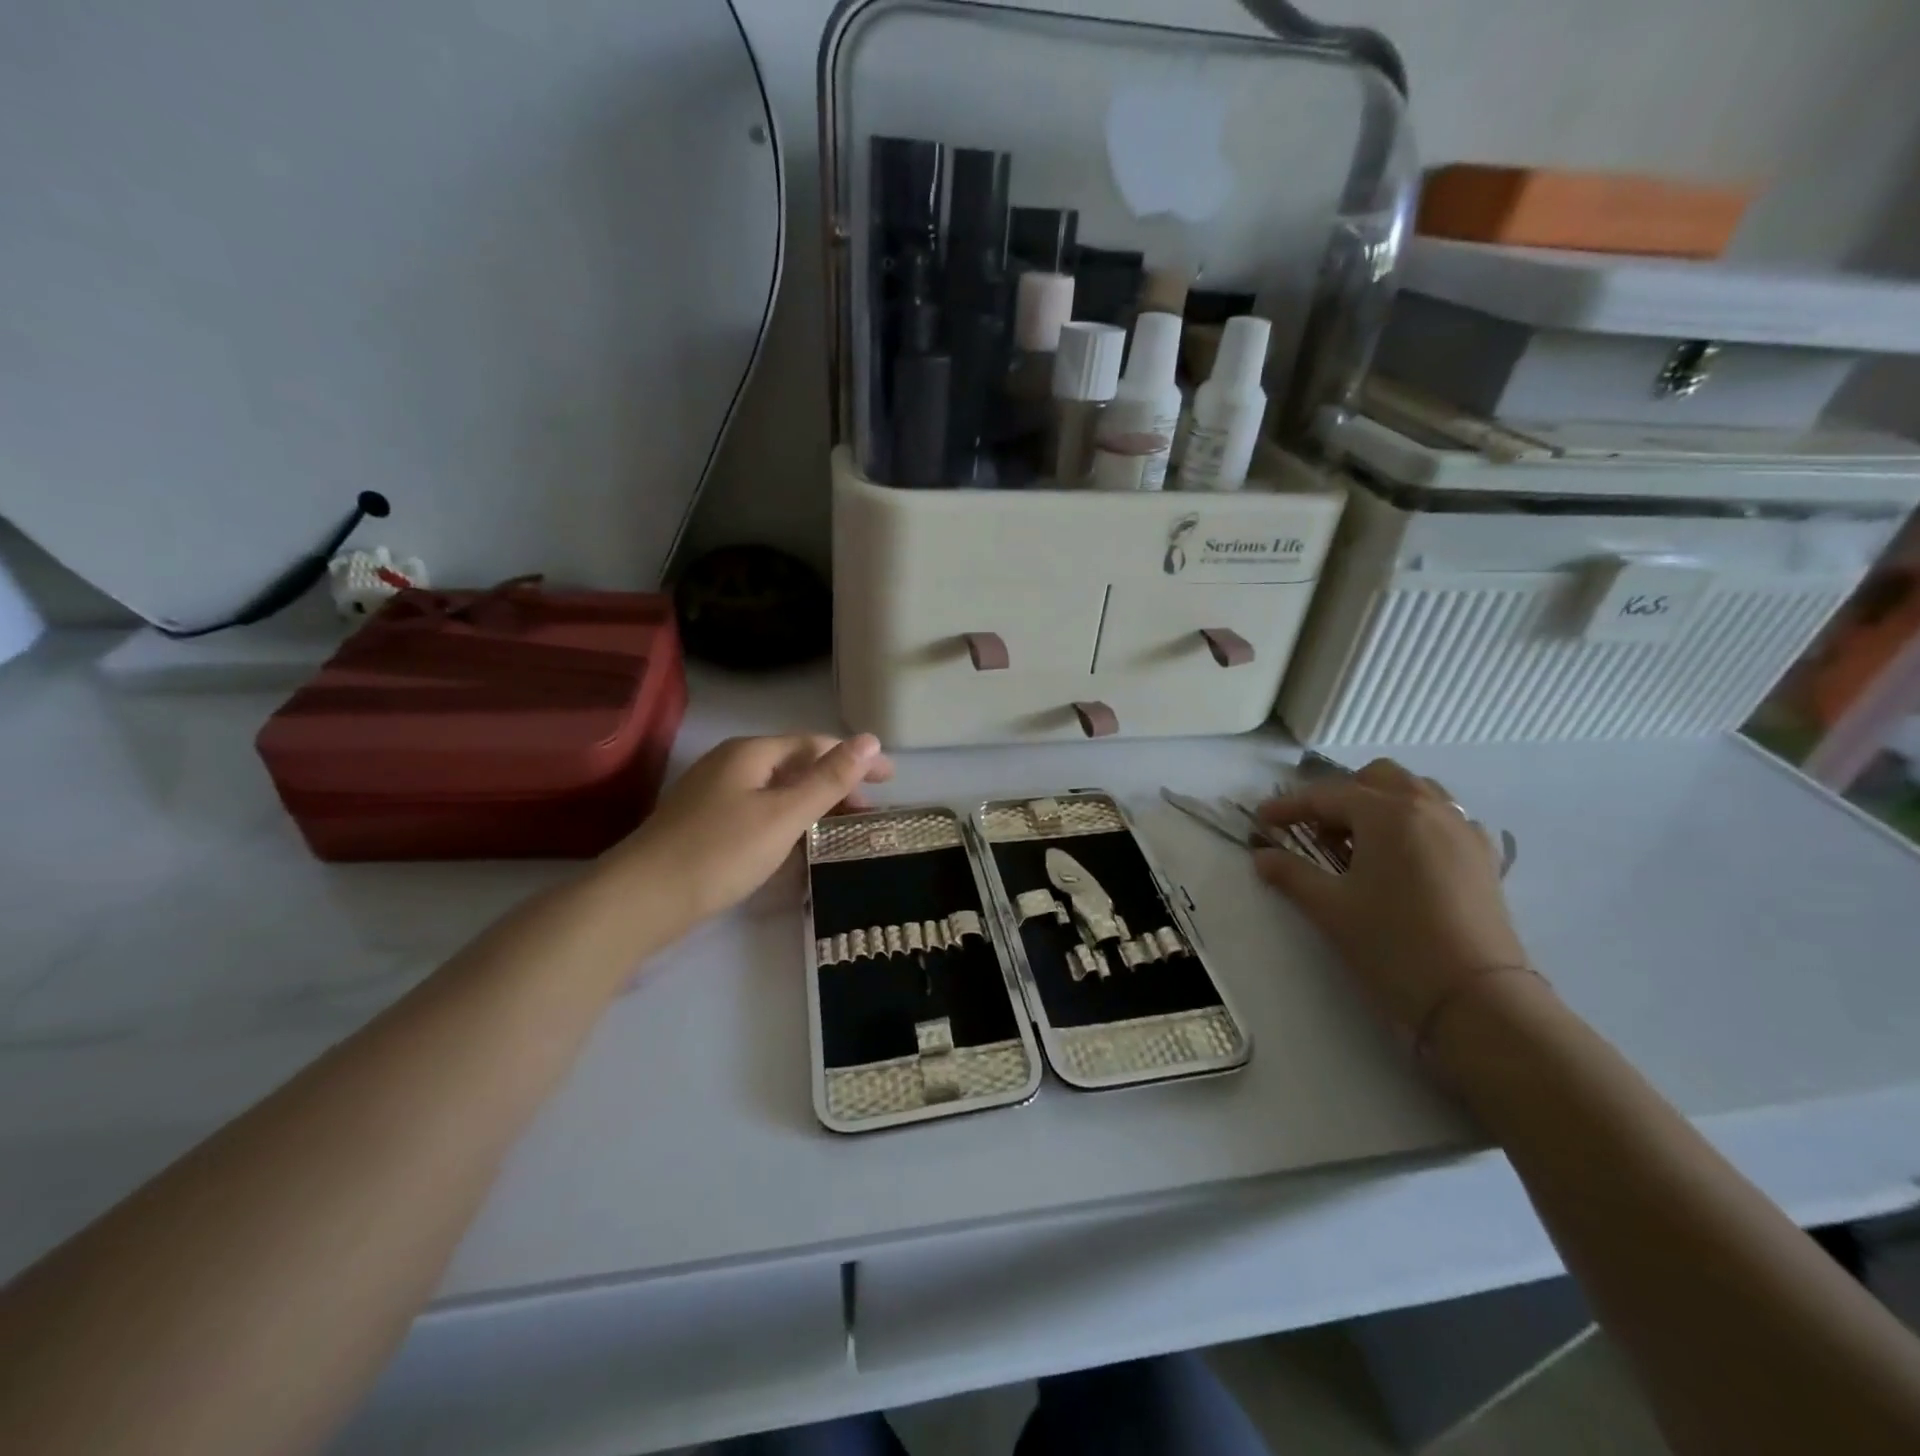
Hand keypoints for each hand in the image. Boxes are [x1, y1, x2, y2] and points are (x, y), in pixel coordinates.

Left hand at [608, 733, 893, 930]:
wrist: (639, 901)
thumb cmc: (719, 852)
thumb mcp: (783, 815)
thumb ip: (829, 779)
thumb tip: (871, 740)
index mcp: (751, 753)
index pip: (816, 744)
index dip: (856, 758)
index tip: (891, 779)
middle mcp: (731, 764)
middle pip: (796, 764)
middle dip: (836, 783)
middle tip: (870, 811)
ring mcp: (714, 794)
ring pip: (777, 790)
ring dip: (813, 803)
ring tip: (842, 827)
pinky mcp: (704, 824)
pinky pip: (759, 811)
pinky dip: (788, 820)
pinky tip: (797, 843)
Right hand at [1253, 759, 1528, 1038]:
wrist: (1476, 998)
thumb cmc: (1393, 944)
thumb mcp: (1330, 908)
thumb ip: (1290, 874)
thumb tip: (1262, 855)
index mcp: (1386, 813)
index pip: (1325, 796)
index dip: (1288, 807)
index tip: (1260, 820)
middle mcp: (1427, 808)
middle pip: (1376, 778)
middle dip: (1341, 796)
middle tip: (1316, 831)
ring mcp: (1461, 829)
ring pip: (1415, 791)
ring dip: (1380, 803)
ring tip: (1359, 841)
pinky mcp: (1483, 856)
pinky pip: (1444, 818)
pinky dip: (1416, 823)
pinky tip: (1403, 857)